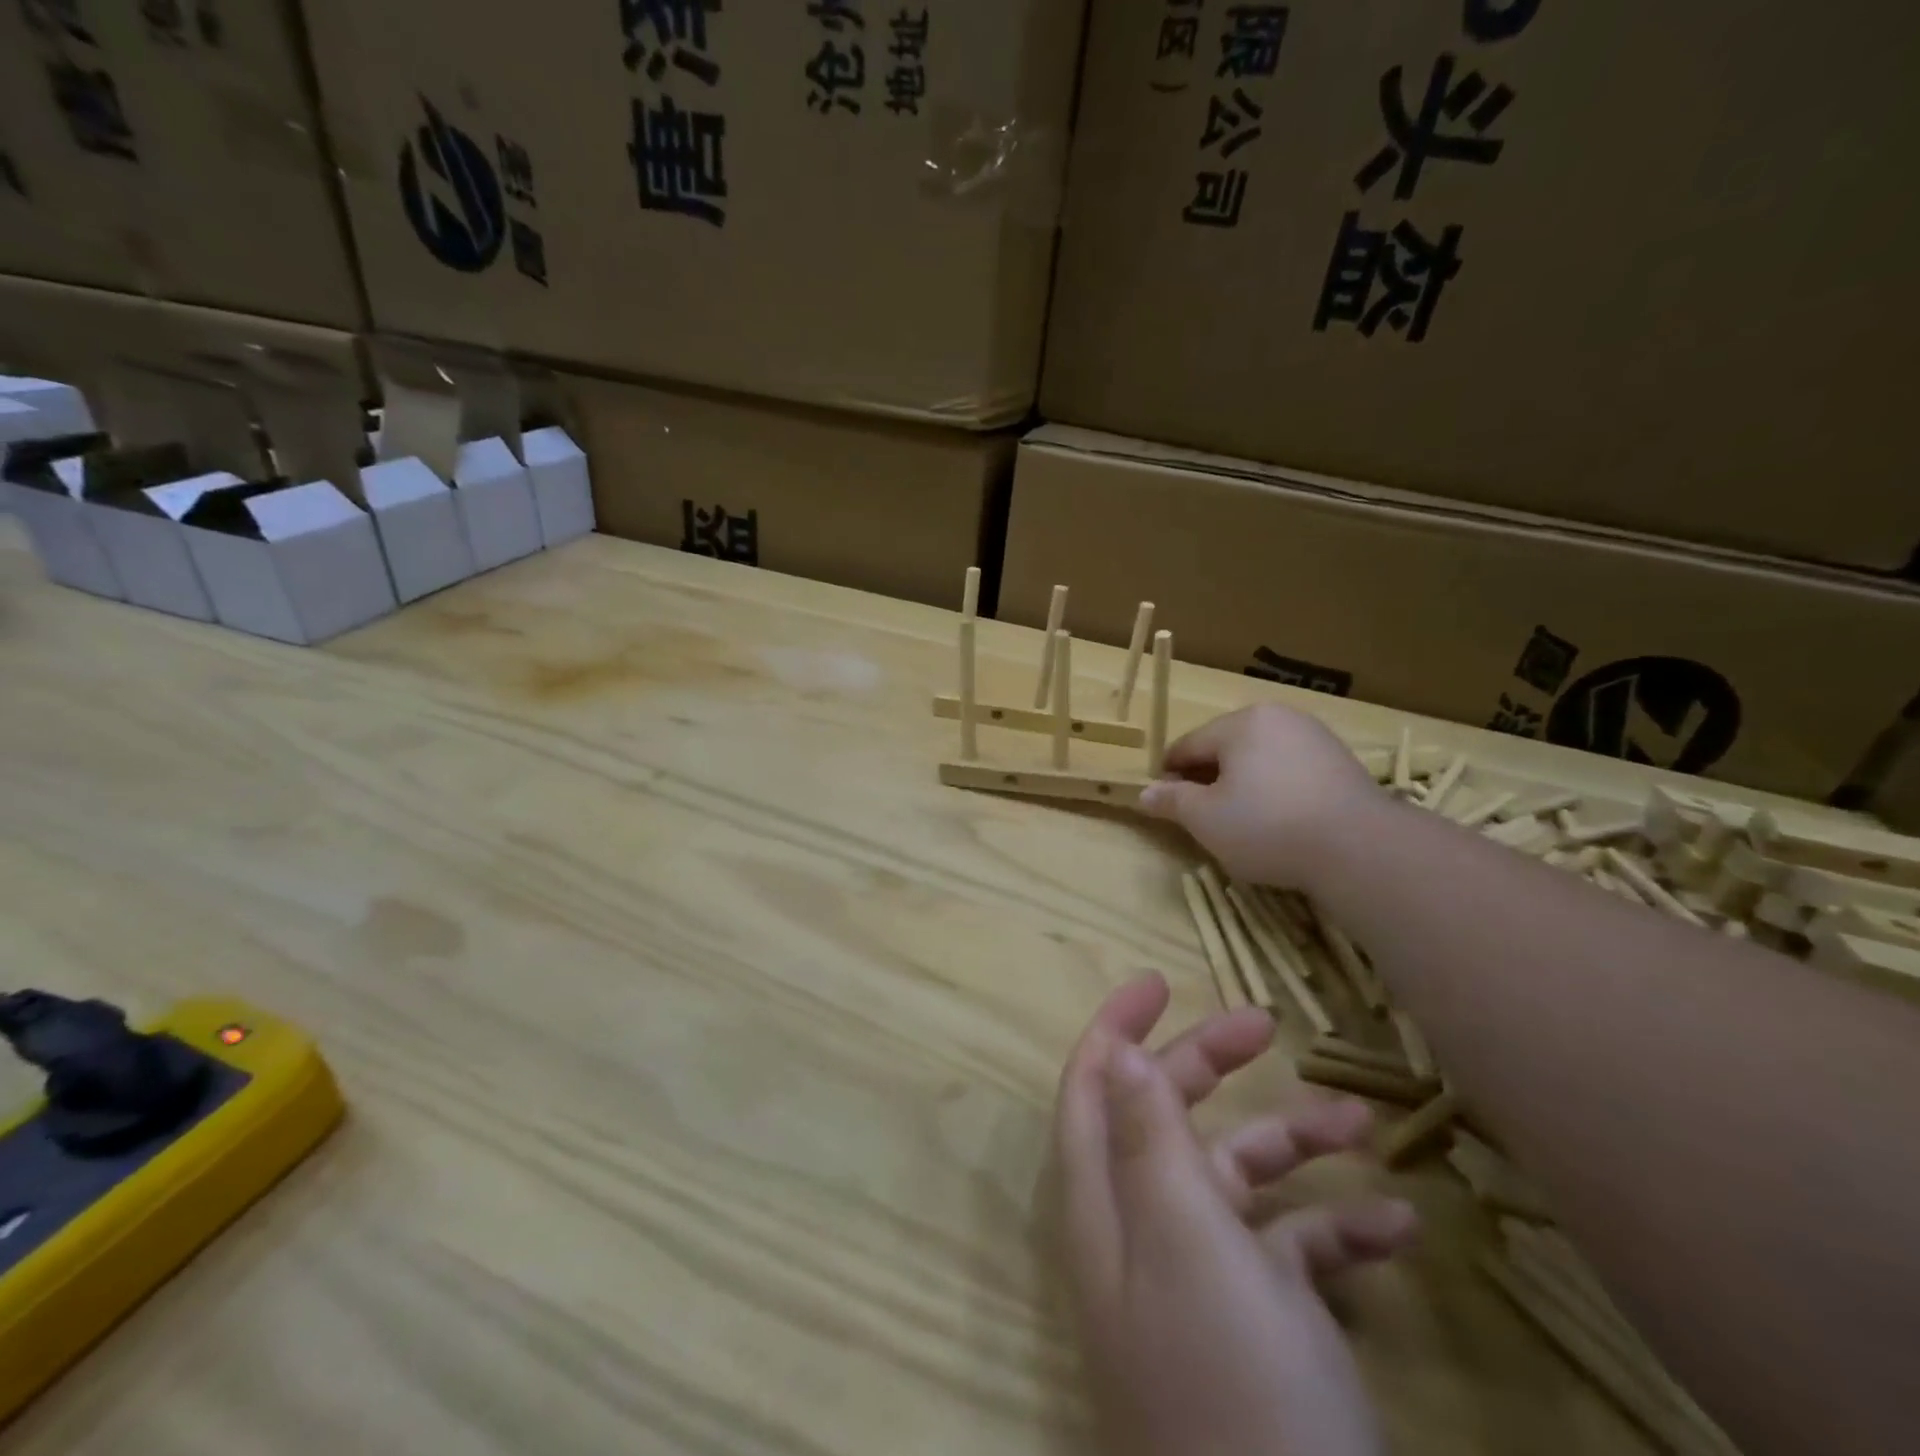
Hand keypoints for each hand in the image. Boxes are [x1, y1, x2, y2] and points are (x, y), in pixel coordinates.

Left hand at [1054, 976, 1416, 1455]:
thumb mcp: (1187, 1241)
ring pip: (1238, 1179)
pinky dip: (1335, 1228)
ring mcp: (1203, 1283)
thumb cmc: (1235, 1388)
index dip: (1116, 1028)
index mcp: (1108, 1206)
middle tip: (1264, 1024)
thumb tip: (1113, 1054)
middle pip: (1165, 1117)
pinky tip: (1396, 1229)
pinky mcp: (1263, 1331)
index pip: (1091, 1089)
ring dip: (1292, 1144)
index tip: (1157, 980)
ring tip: (1359, 1122)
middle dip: (1209, 1064)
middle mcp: (1145, 1233)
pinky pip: (1293, 1252)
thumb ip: (1145, 1139)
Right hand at [1138, 704, 1381, 889]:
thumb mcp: (1205, 819)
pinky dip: (1276, 790)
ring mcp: (1315, 737)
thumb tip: (1145, 793)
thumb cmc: (1267, 826)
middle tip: (1201, 817)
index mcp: (1240, 723)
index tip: (1163, 803)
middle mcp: (1278, 718)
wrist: (1360, 848)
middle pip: (1226, 748)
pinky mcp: (1342, 762)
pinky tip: (1279, 821)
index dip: (1169, 774)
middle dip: (1208, 778)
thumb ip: (1172, 801)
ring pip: (1260, 759)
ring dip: (1243, 785)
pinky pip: (1291, 771)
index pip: (1188, 745)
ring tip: (1241, 823)